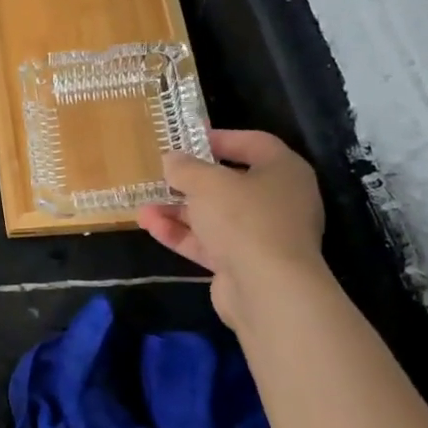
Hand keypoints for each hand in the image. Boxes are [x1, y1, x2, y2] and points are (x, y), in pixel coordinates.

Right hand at [137, 129, 326, 324]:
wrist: (268, 289)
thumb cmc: (244, 219)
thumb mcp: (207, 183)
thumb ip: (185, 168)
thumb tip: (171, 159)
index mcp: (283, 171)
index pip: (254, 143)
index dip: (221, 138)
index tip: (189, 140)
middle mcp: (278, 201)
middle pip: (231, 183)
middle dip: (192, 181)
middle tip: (162, 174)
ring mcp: (262, 235)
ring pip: (216, 216)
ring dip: (179, 210)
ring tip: (143, 205)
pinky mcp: (244, 264)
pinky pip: (210, 242)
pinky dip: (182, 234)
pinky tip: (151, 226)